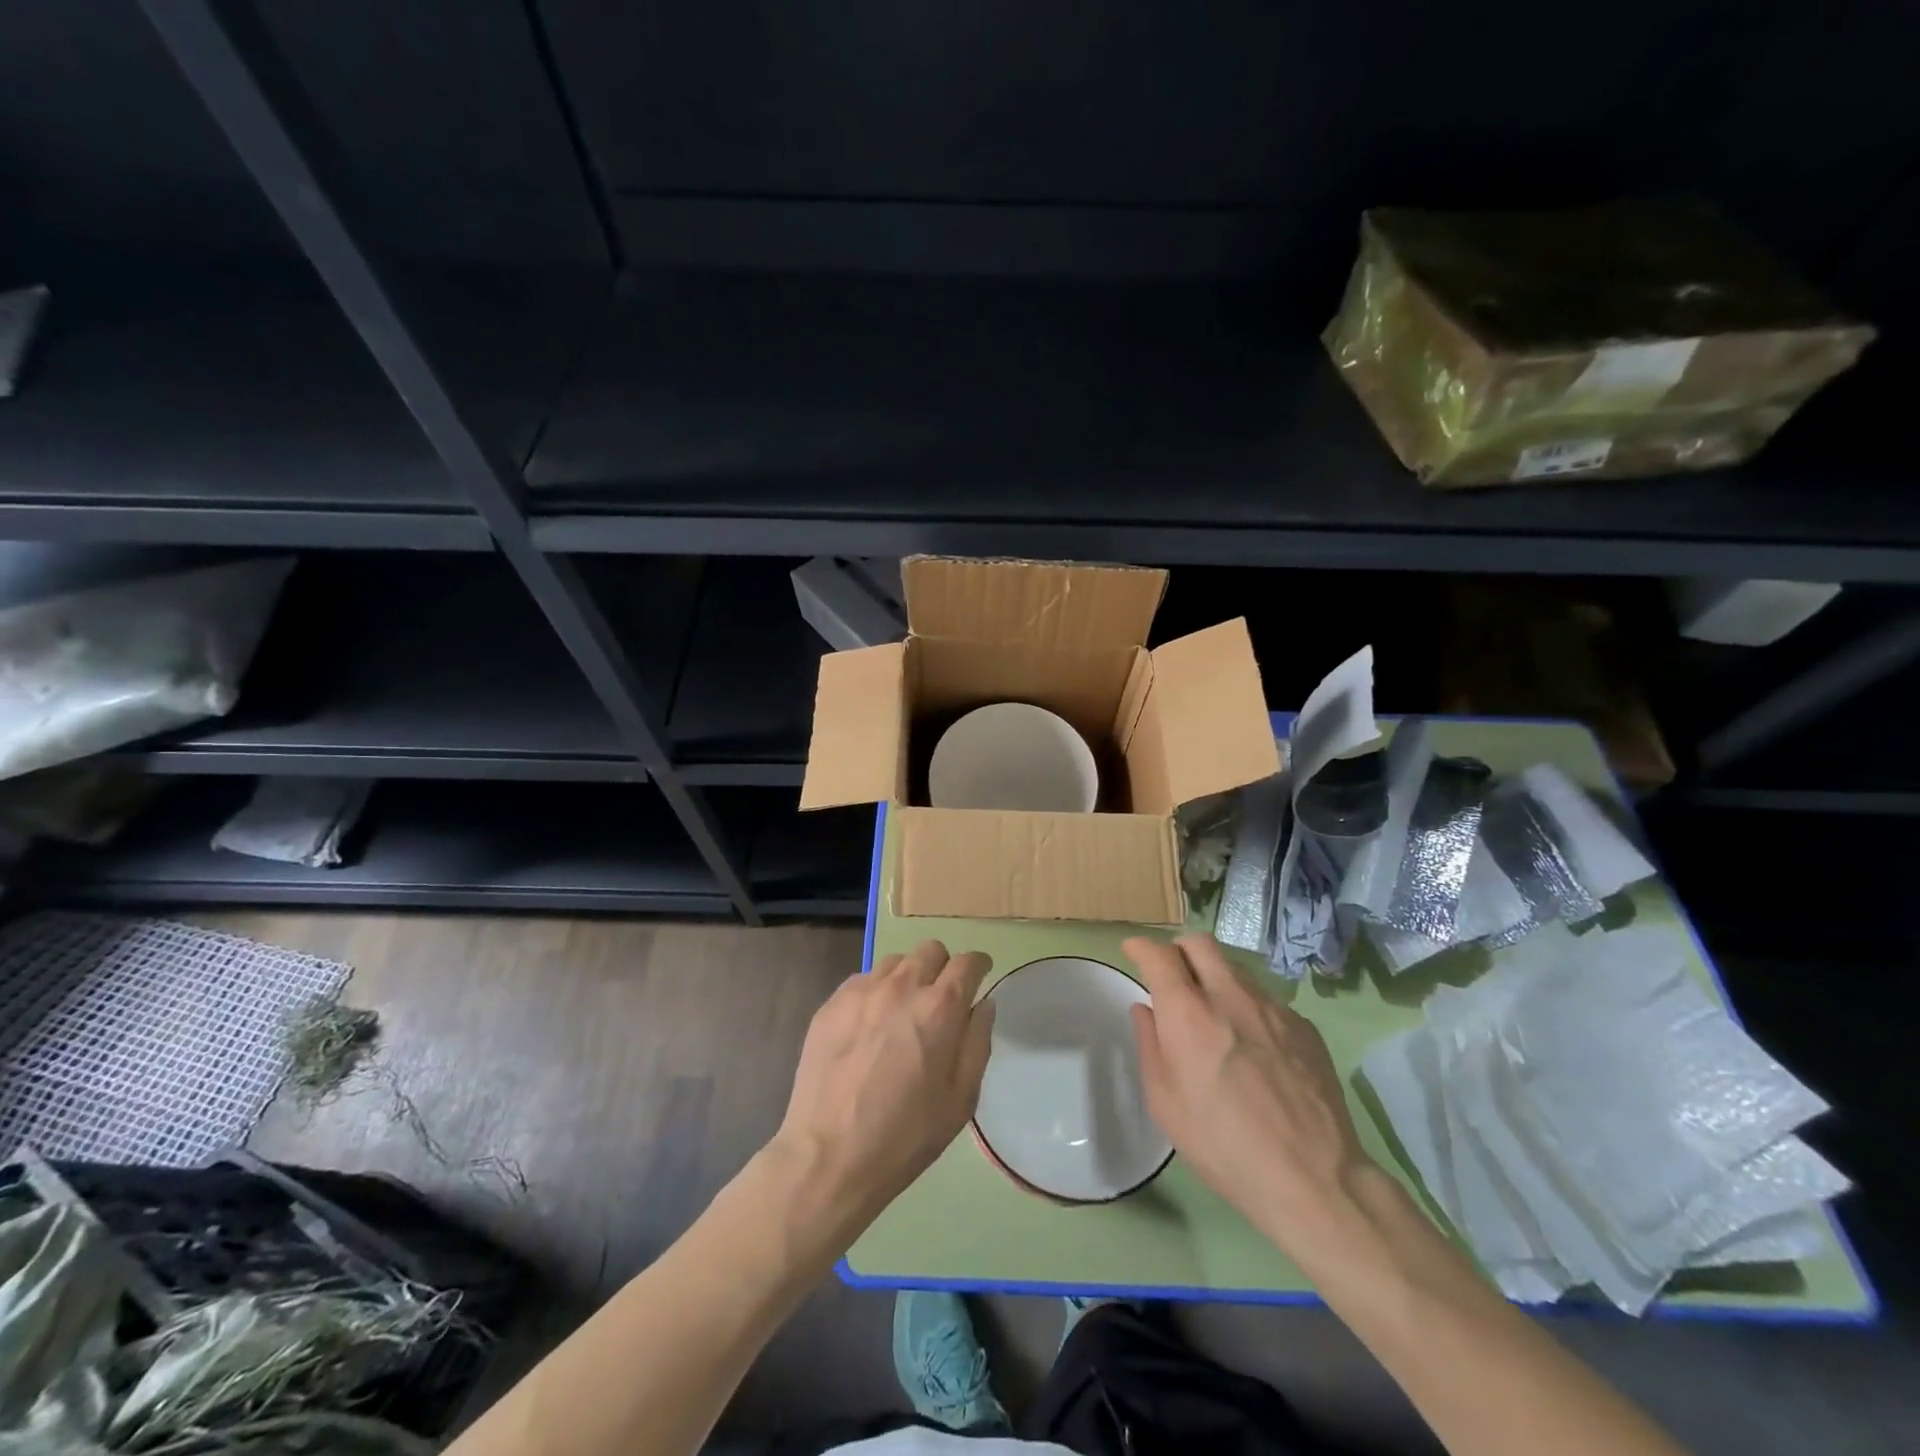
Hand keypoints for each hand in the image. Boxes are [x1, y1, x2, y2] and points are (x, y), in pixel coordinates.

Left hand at [774, 940, 994, 1217]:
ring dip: (907, 977)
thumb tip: (983, 1004)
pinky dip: (875, 992)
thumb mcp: (961, 1099)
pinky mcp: (832, 1003)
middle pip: (931, 950)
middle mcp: (902, 986)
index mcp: (940, 1008)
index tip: (979, 975)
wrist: (828, 1156)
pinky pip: (863, 980)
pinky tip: (869, 1026)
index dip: (978, 966)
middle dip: (943, 967)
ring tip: (901, 1013)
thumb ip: (977, 1043)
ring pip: (895, 961)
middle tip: (940, 999)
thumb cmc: (906, 1135)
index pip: (968, 963)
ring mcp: (862, 991)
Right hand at [1124, 933, 1376, 1253]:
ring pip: (1235, 968)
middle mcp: (1230, 995)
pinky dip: (1248, 1007)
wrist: (1313, 1178)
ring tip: (1213, 1012)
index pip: (1158, 954)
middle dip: (1178, 950)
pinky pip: (1266, 999)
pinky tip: (1253, 1046)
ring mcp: (1273, 1007)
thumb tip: (1146, 1009)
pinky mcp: (1303, 1026)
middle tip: (1172, 975)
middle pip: (1199, 943)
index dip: (1141, 947)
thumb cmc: (1222, 1145)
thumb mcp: (1165, 1102)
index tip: (1133, 951)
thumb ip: (1150, 1045)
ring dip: (1214, 977)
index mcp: (1188, 1012)